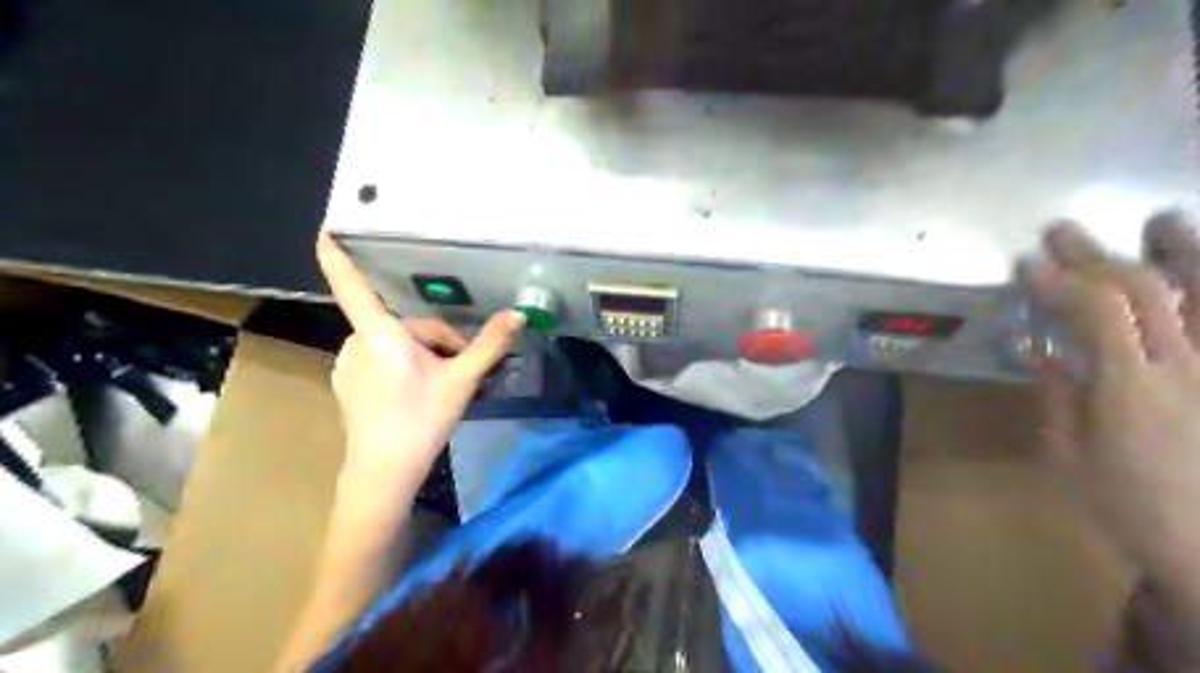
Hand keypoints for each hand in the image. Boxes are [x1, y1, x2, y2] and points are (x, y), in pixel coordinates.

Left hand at [316, 230, 524, 498]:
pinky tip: (416, 390)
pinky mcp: (345, 382)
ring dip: (421, 353)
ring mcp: (347, 364)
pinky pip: (379, 358)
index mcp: (381, 336)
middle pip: (406, 326)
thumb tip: (517, 314)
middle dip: (438, 341)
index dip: (337, 257)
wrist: (384, 471)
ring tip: (443, 381)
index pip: (353, 287)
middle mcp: (356, 343)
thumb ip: (489, 345)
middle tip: (462, 369)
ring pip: (394, 342)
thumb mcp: (463, 381)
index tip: (324, 229)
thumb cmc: (422, 420)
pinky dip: (402, 363)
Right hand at [1031, 216, 1199, 582]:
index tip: (1030, 264)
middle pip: (1147, 291)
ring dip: (1183, 252)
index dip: (1062, 280)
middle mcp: (1185, 370)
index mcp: (1129, 390)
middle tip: (1063, 233)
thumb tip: (1043, 352)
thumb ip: (1057, 399)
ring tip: (1161, 220)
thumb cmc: (1128, 507)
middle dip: (1098, 256)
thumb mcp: (1067, 459)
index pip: (1097, 312)